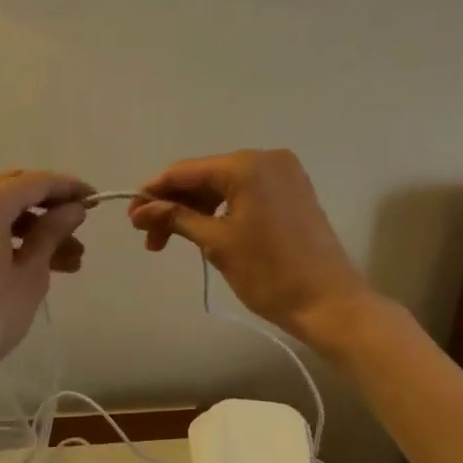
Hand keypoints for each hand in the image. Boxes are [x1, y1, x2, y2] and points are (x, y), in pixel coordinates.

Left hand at [0, 169, 91, 394]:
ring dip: (37, 227)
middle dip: (52, 206)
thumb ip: (52, 232)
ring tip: (74, 260)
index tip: (97, 200)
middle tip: (82, 226)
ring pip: (4, 210)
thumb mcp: (29, 274)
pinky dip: (15, 237)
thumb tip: (74, 208)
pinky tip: (43, 262)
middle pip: (17, 189)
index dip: (69, 187)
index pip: (36, 182)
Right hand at [128, 150, 372, 346]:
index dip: (155, 192)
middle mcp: (267, 158)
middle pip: (205, 176)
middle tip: (151, 239)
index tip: (132, 217)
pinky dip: (223, 210)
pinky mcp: (293, 192)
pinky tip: (206, 232)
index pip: (186, 171)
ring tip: (175, 242)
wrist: (330, 303)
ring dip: (197, 210)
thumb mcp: (217, 243)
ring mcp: (284, 174)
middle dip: (175, 205)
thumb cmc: (270, 272)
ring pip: (225, 185)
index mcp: (247, 165)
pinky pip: (246, 192)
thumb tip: (140, 209)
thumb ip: (176, 218)